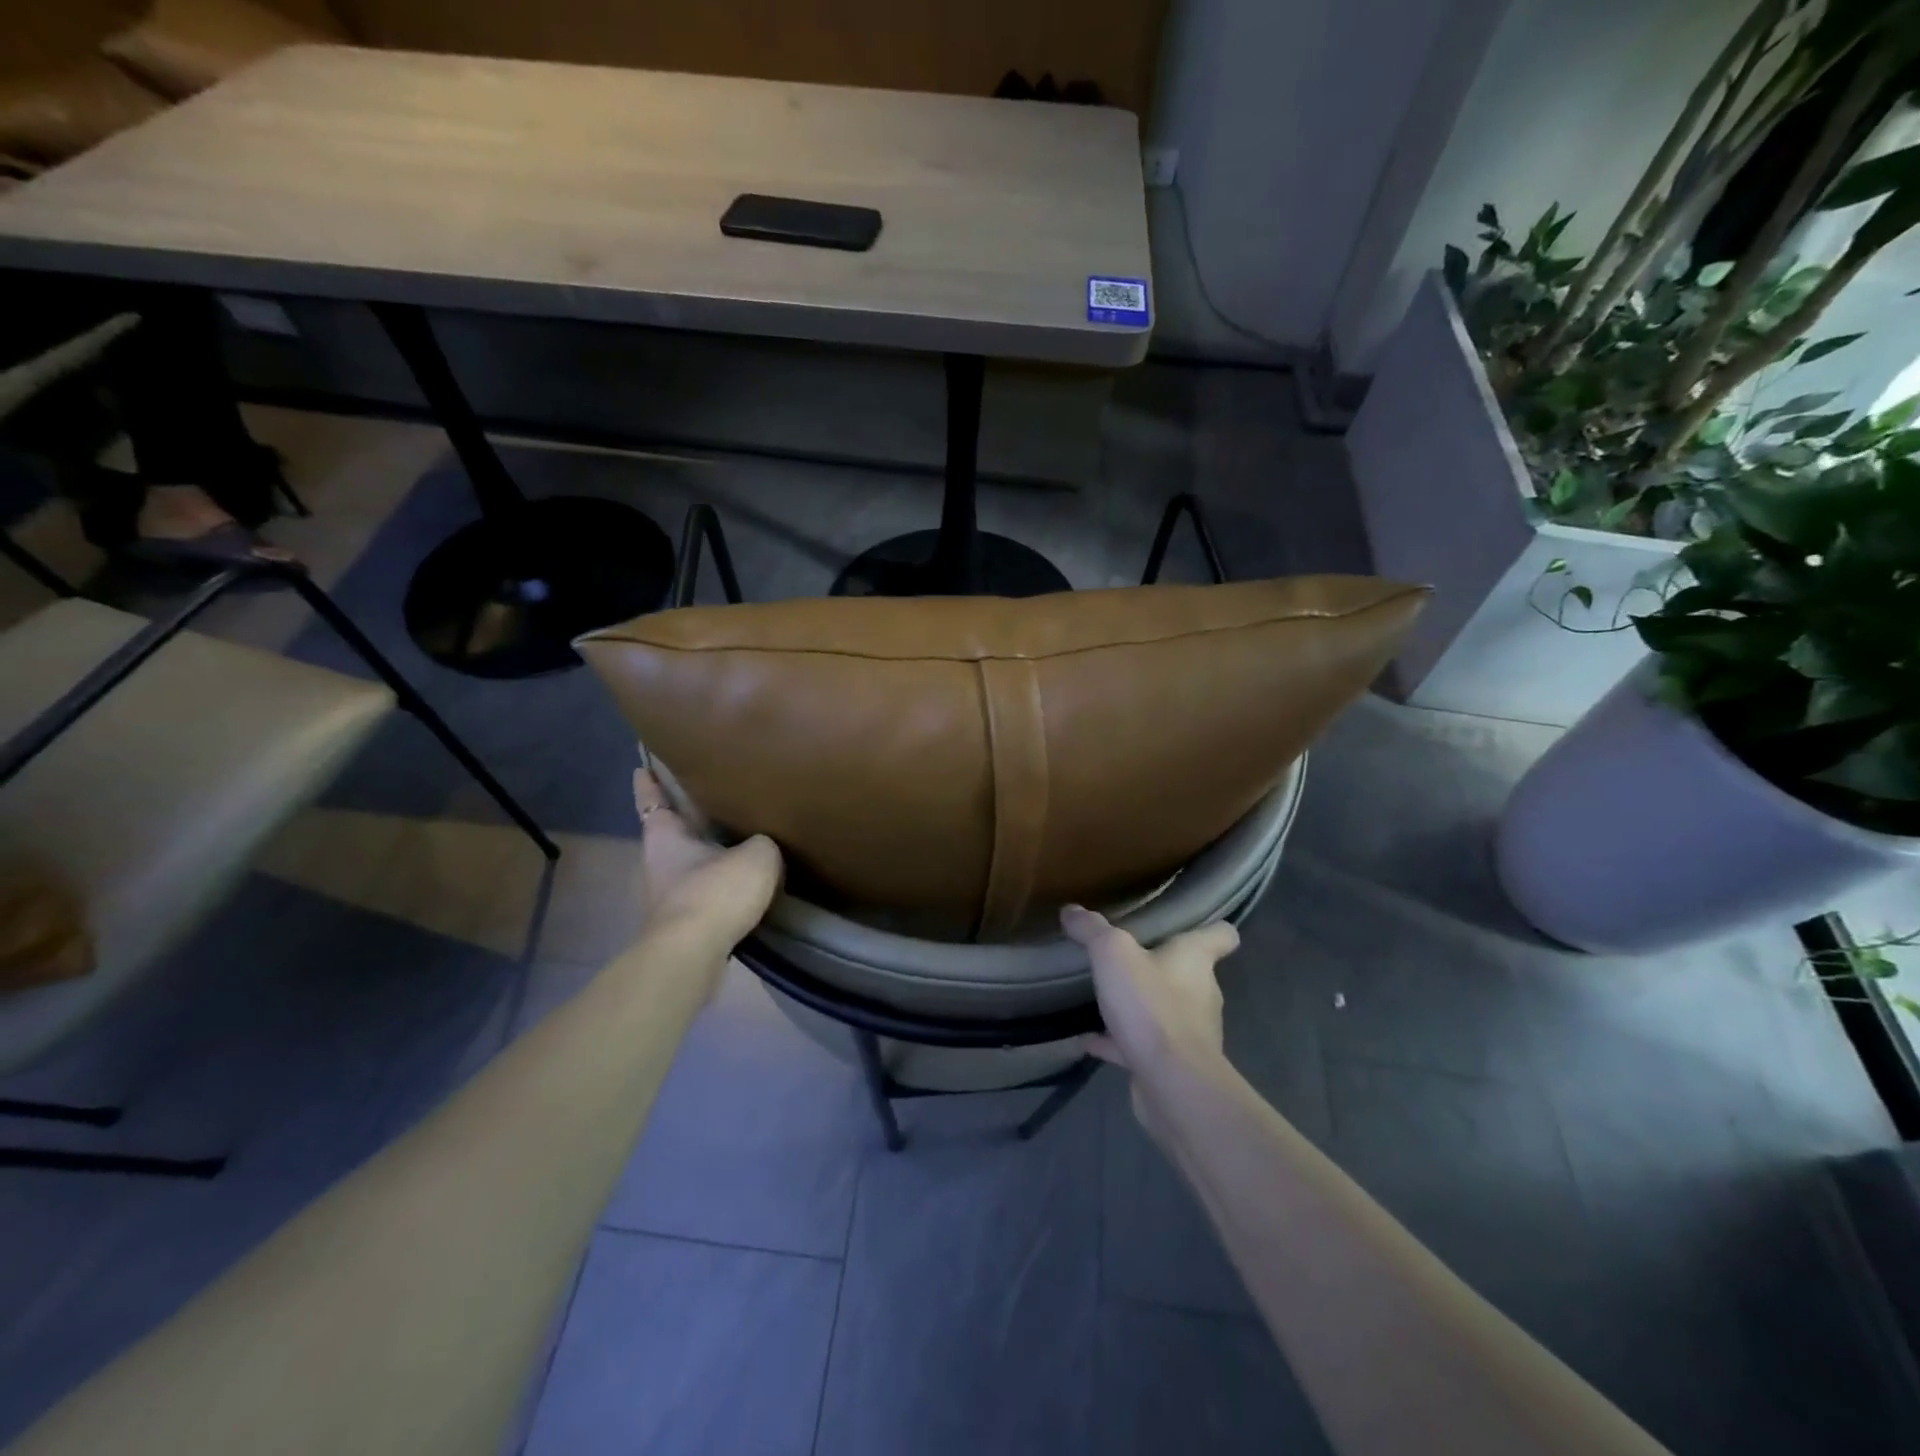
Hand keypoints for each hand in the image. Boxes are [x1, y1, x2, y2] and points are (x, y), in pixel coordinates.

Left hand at [634, 769, 782, 951]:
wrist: (693, 956)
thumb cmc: (715, 892)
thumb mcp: (757, 855)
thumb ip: (762, 844)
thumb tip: (761, 848)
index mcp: (665, 837)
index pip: (653, 800)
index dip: (650, 782)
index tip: (644, 765)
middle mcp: (659, 864)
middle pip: (671, 833)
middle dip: (687, 819)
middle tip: (711, 799)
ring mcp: (668, 898)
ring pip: (688, 865)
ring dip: (707, 855)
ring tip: (736, 842)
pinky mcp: (683, 926)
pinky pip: (704, 893)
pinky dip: (719, 885)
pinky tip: (742, 884)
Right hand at [1061, 904, 1238, 1081]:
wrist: (1171, 1083)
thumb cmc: (1151, 1005)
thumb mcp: (1112, 954)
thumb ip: (1092, 929)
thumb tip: (1072, 910)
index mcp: (1195, 960)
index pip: (1221, 936)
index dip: (1212, 928)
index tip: (1193, 924)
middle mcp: (1201, 993)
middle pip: (1188, 973)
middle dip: (1161, 966)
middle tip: (1126, 957)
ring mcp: (1189, 1032)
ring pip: (1164, 1010)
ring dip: (1139, 1005)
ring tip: (1103, 997)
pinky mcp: (1171, 1064)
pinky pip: (1141, 1044)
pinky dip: (1117, 1041)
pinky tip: (1087, 1039)